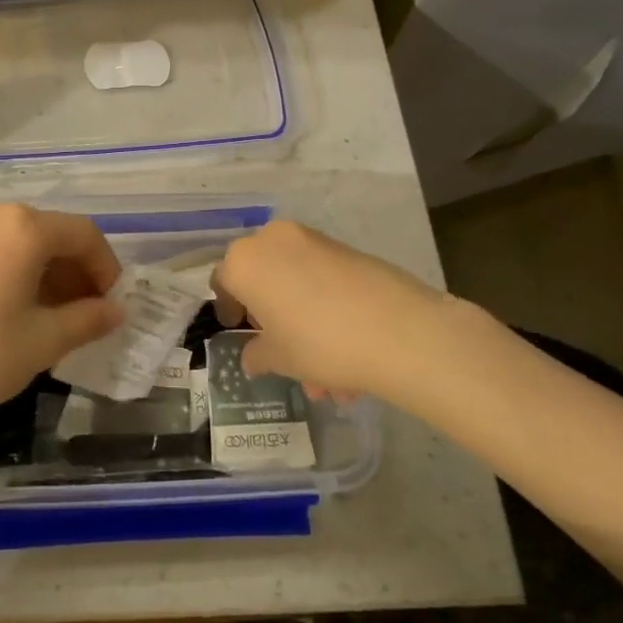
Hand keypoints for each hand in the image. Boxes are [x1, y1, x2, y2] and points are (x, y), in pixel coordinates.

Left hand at [0, 203, 123, 438]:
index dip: (106, 268)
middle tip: (86, 314)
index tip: (111, 305)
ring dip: (46, 271)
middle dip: (76, 271)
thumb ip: (88, 319)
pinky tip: (15, 307)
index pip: (83, 234)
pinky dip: (15, 269)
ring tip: (54, 316)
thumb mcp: (42, 342)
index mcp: (21, 228)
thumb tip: (115, 311)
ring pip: (20, 240)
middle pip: (50, 233)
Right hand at [212, 220, 448, 401]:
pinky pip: (325, 282)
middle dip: (274, 320)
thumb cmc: (318, 342)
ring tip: (330, 381)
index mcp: (245, 261)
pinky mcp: (349, 250)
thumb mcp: (279, 359)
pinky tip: (350, 356)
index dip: (228, 308)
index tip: (238, 328)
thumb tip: (253, 356)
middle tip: (284, 354)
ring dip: (306, 327)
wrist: (399, 330)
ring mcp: (315, 241)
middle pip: (264, 280)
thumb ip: (258, 354)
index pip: (223, 280)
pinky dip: (328, 311)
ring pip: (299, 286)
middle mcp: (275, 241)